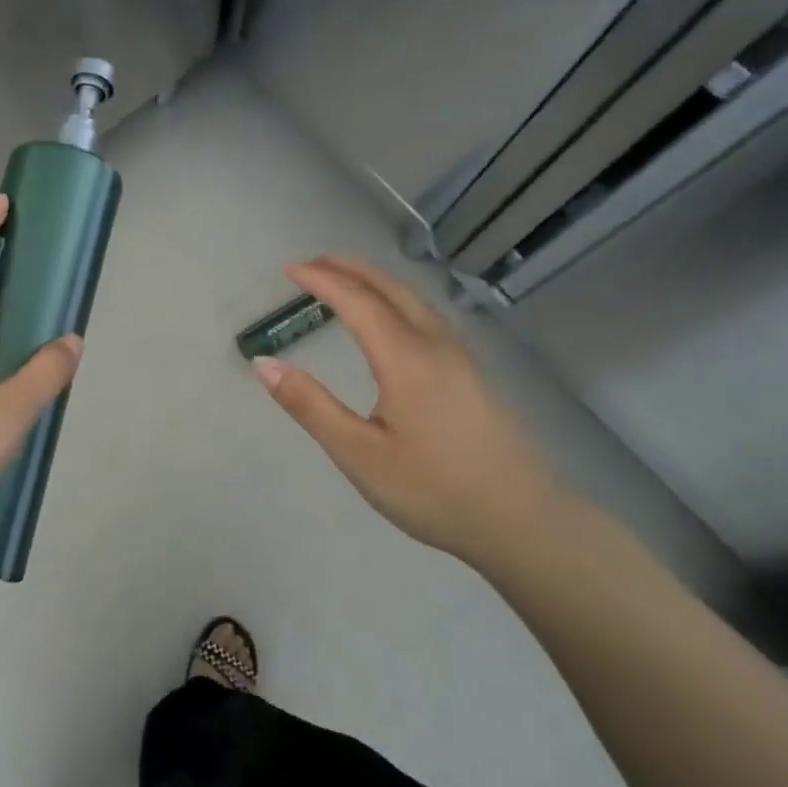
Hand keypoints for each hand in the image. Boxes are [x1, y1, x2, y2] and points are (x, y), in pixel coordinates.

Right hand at [252, 256, 567, 568]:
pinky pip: (428, 317)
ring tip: (346, 280)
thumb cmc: (433, 491)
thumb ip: (310, 406)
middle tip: (313, 264)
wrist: (523, 522)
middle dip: (350, 269)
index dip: (321, 281)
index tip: (289, 270)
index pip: (357, 302)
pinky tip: (392, 320)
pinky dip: (397, 300)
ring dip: (376, 282)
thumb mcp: (359, 454)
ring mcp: (461, 358)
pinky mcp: (473, 375)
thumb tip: (264, 363)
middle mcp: (436, 346)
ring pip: (414, 301)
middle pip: (391, 289)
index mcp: (406, 359)